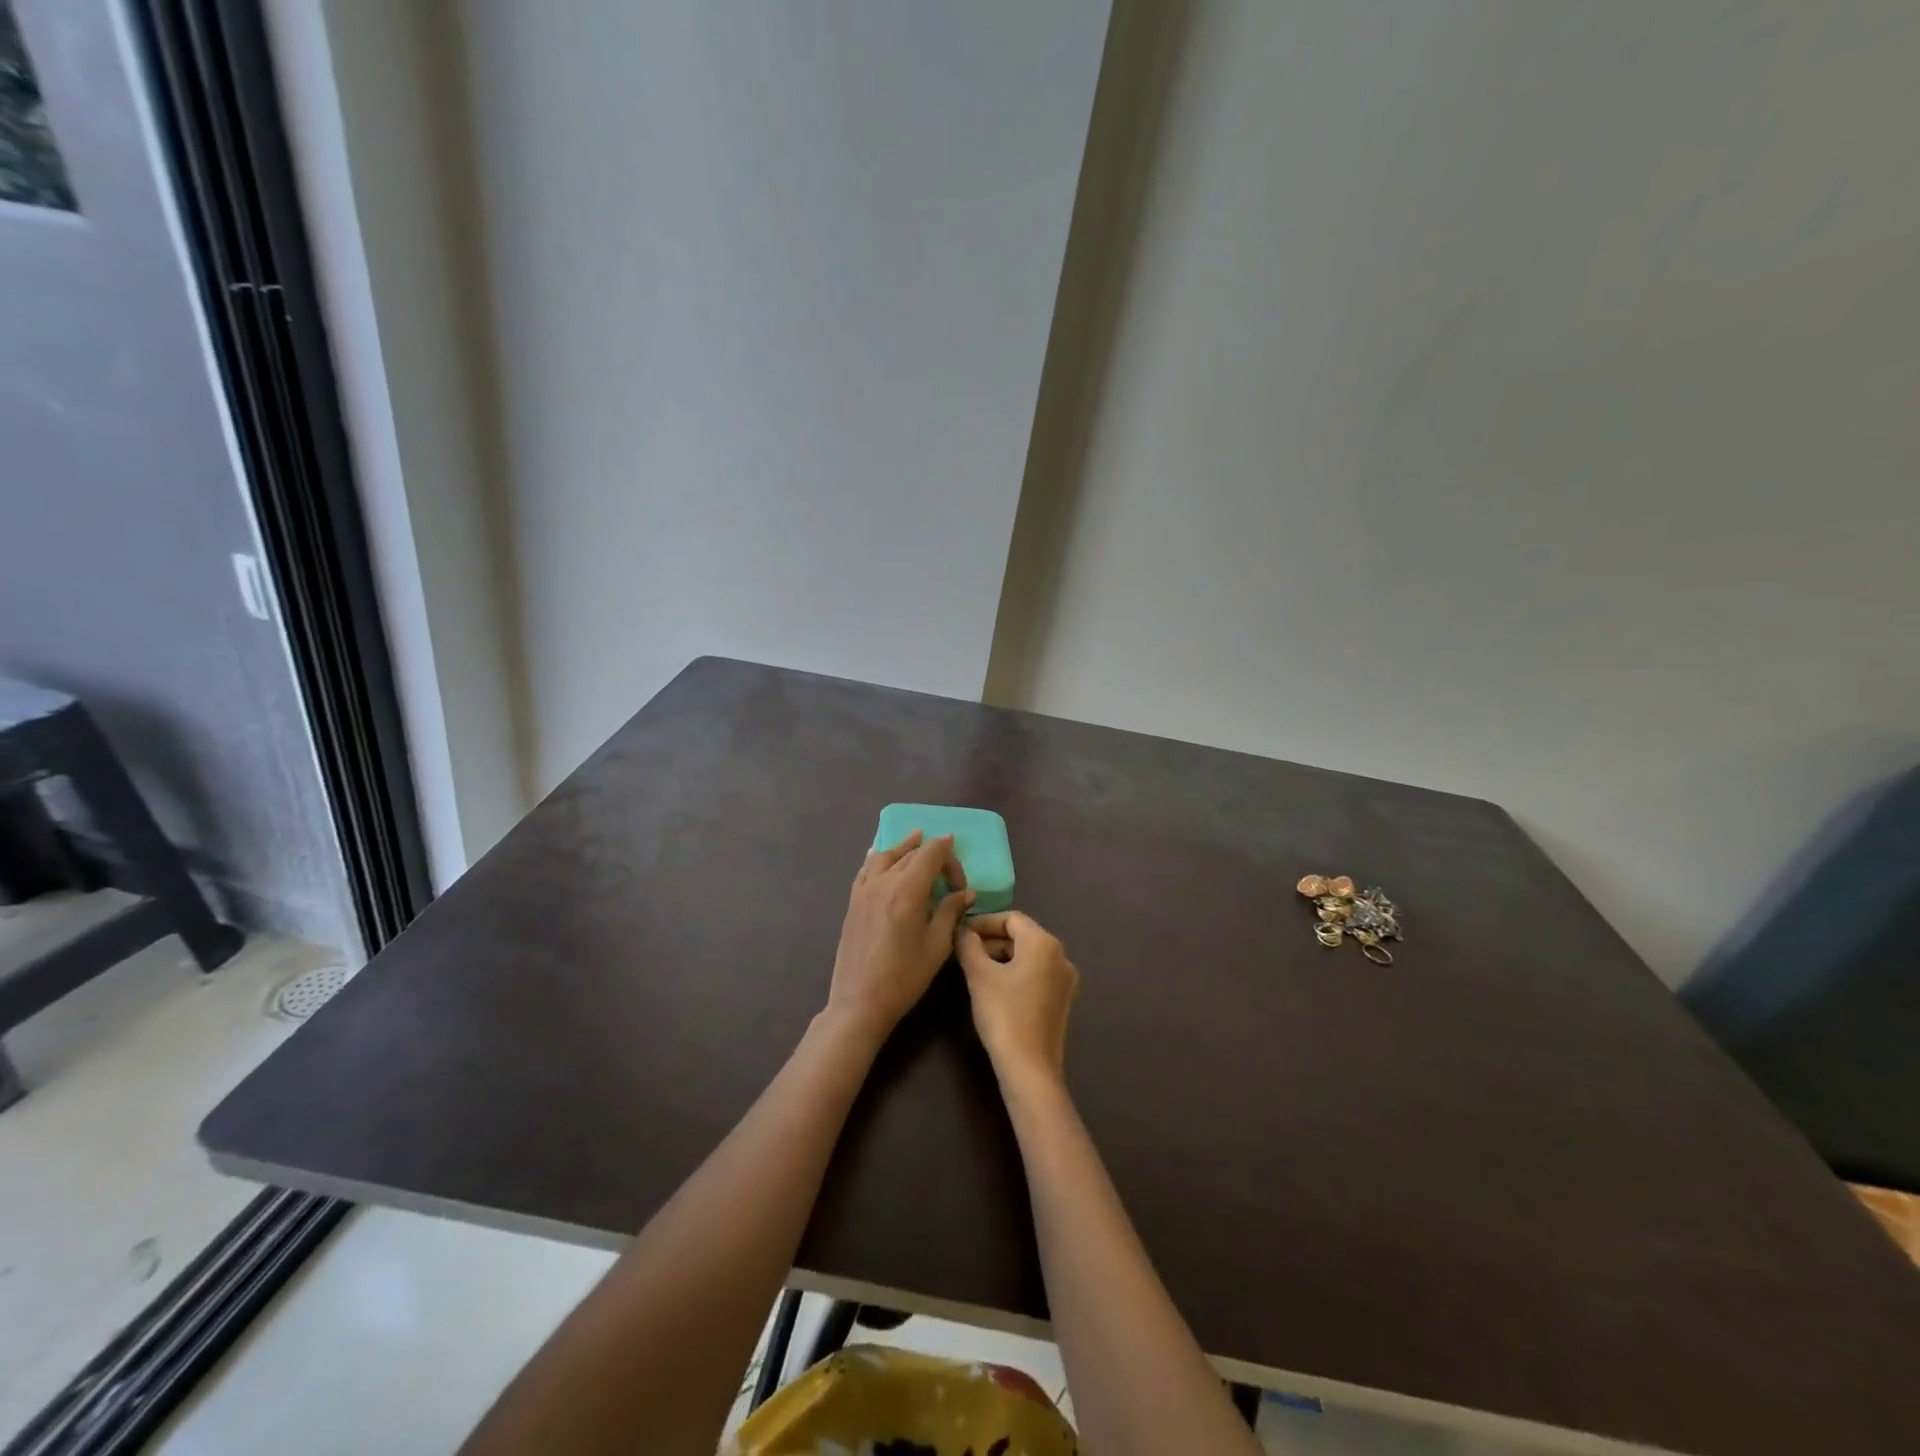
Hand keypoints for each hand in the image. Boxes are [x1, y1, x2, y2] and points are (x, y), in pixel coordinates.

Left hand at [826, 830, 972, 1040]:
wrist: (860, 1002)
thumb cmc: (904, 977)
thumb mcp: (937, 946)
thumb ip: (951, 912)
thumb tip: (965, 892)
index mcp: (908, 890)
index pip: (931, 853)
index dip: (950, 857)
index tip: (961, 883)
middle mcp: (884, 882)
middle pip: (911, 853)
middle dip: (932, 856)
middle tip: (947, 877)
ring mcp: (864, 890)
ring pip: (886, 855)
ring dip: (905, 847)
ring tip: (916, 839)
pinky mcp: (853, 901)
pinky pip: (866, 868)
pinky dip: (878, 856)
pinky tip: (880, 853)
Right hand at [955, 911, 1077, 1089]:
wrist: (1029, 1068)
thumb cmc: (1003, 1014)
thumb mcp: (979, 975)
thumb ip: (968, 945)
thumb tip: (963, 930)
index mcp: (1044, 943)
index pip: (1011, 918)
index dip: (983, 922)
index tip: (961, 933)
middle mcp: (1061, 956)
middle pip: (1022, 936)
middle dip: (991, 940)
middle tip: (964, 952)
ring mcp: (1065, 980)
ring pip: (1029, 956)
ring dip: (1001, 956)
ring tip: (975, 969)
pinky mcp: (1062, 1000)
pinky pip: (1036, 974)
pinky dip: (1015, 973)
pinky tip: (994, 988)